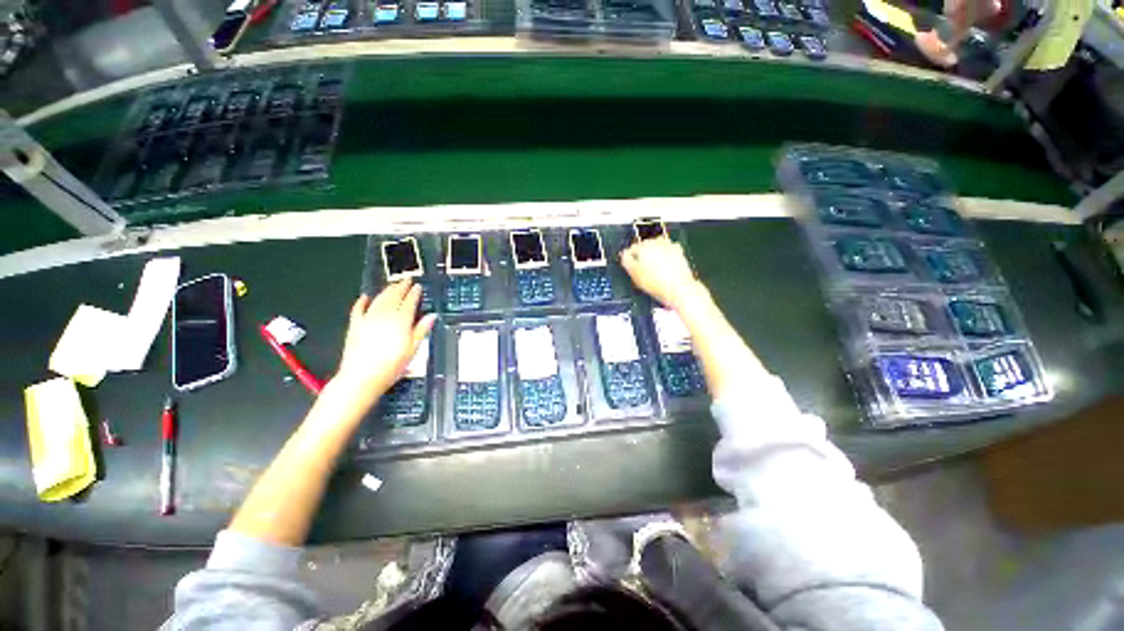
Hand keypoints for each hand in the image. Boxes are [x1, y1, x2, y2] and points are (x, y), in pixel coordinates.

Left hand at [335, 281, 436, 402]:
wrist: (362, 378)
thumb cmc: (391, 366)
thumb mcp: (413, 349)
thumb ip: (422, 330)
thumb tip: (432, 317)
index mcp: (401, 321)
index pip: (410, 302)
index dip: (414, 293)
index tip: (418, 287)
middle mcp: (384, 316)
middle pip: (394, 296)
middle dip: (401, 287)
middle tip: (406, 280)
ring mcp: (368, 319)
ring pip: (379, 299)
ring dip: (386, 290)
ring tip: (393, 285)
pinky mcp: (355, 326)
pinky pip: (358, 309)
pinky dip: (362, 301)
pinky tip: (365, 297)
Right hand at [620, 237, 703, 311]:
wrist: (679, 289)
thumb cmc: (657, 283)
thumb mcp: (634, 274)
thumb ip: (626, 261)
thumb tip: (624, 254)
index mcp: (644, 246)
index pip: (630, 249)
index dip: (629, 260)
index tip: (630, 268)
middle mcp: (657, 242)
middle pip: (644, 247)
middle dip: (642, 257)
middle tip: (642, 272)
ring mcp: (669, 246)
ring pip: (656, 250)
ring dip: (653, 258)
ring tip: (653, 272)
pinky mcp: (679, 253)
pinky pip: (667, 254)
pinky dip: (664, 260)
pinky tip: (663, 271)